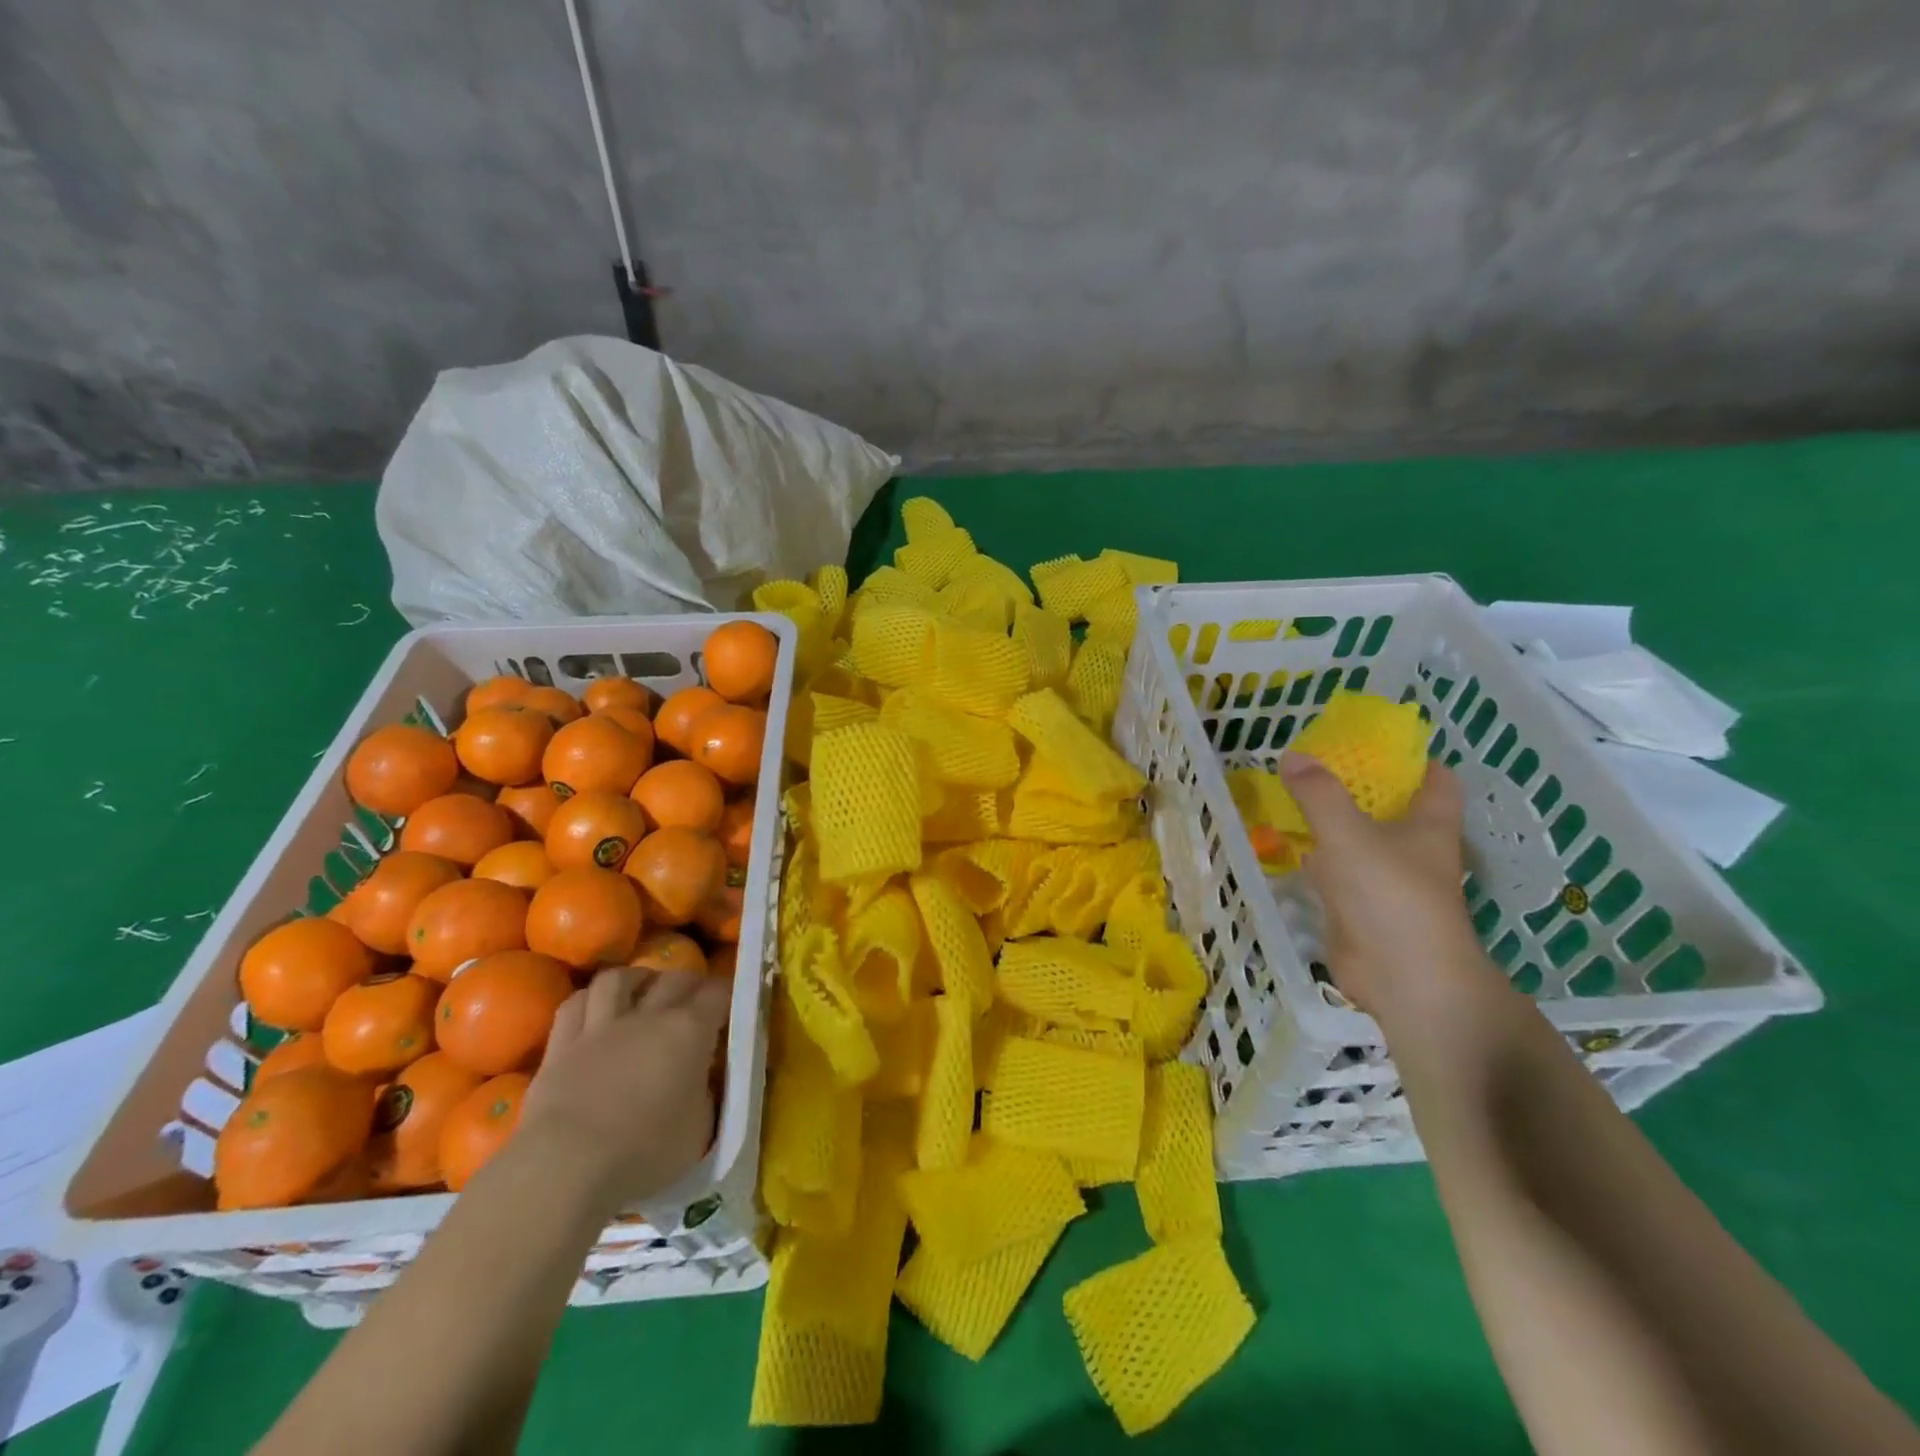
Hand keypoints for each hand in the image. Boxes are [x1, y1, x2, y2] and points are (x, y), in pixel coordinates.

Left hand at [519, 968, 730, 1213]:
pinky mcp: (561, 1045)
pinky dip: (590, 1000)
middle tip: (694, 999)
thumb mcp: (700, 1129)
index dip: (728, 993)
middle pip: (674, 978)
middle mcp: (649, 1016)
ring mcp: (601, 1026)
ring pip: (618, 979)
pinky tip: (595, 1009)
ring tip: (642, 991)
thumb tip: (701, 1079)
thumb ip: (705, 1093)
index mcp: (690, 1031)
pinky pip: (575, 1004)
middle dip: (690, 983)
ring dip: (636, 979)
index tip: (731, 1004)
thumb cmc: (646, 1152)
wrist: (567, 1166)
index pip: (718, 992)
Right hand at [1279, 753, 1494, 1020]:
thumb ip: (1319, 794)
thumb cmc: (1390, 896)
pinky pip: (1337, 872)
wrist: (1402, 978)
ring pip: (1361, 840)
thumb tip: (1292, 754)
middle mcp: (1414, 851)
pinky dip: (1316, 857)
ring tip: (1294, 795)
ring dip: (1334, 821)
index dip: (1414, 760)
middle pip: (1393, 809)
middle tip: (1318, 764)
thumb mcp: (1349, 835)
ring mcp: (1387, 882)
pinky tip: (1287, 845)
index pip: (1438, 781)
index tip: (1376, 743)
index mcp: (1430, 826)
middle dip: (1361, 787)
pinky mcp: (1361, 908)